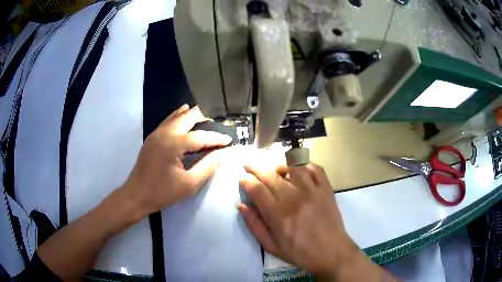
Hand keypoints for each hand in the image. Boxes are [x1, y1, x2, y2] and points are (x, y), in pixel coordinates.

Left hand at [121, 104, 231, 215]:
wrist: (136, 195)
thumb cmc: (163, 192)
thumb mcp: (189, 184)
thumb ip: (208, 166)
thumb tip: (224, 153)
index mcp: (173, 144)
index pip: (201, 136)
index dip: (216, 138)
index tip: (229, 141)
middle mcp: (164, 133)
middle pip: (188, 117)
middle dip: (205, 120)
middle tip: (217, 129)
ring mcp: (156, 133)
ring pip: (177, 115)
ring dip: (192, 116)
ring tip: (206, 122)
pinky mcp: (152, 136)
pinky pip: (169, 121)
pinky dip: (179, 117)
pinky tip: (185, 116)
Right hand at [238, 162, 360, 275]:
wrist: (332, 252)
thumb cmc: (300, 253)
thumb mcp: (272, 246)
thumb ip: (255, 226)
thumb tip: (241, 206)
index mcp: (278, 214)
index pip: (257, 189)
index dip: (246, 180)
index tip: (242, 177)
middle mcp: (294, 198)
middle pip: (271, 175)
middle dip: (256, 167)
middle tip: (249, 164)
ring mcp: (312, 191)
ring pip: (293, 167)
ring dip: (280, 164)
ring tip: (275, 168)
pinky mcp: (326, 189)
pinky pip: (316, 169)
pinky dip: (306, 164)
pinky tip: (299, 169)